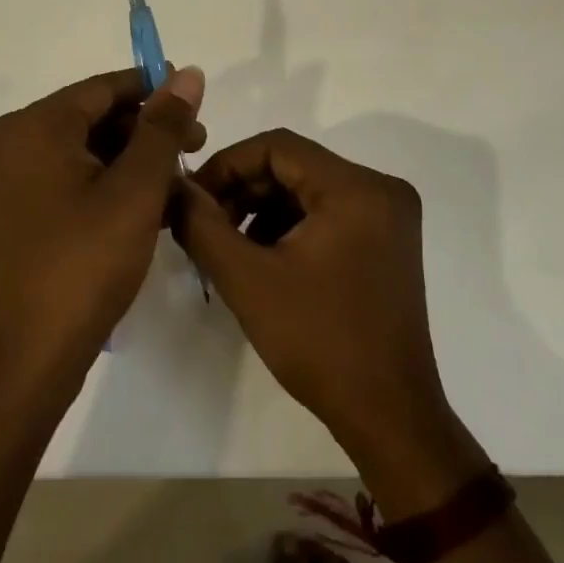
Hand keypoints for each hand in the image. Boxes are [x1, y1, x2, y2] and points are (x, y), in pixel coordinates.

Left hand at [0, 66, 205, 399]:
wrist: (28, 358)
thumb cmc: (85, 264)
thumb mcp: (136, 190)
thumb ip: (163, 126)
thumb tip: (187, 73)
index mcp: (33, 126)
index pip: (103, 88)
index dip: (154, 89)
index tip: (197, 102)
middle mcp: (10, 141)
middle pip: (92, 117)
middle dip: (146, 130)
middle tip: (196, 148)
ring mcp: (6, 179)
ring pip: (82, 150)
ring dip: (130, 160)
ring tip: (177, 184)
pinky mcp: (12, 211)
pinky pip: (66, 178)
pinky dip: (105, 184)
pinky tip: (145, 206)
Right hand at [175, 129, 488, 511]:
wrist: (388, 416)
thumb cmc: (319, 342)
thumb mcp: (247, 280)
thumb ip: (201, 224)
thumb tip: (174, 187)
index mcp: (357, 188)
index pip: (277, 146)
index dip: (226, 165)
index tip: (193, 198)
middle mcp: (381, 189)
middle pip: (293, 165)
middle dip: (242, 190)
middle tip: (204, 224)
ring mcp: (389, 216)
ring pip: (306, 189)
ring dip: (261, 209)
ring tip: (227, 246)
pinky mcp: (387, 241)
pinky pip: (326, 212)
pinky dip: (288, 226)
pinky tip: (261, 258)